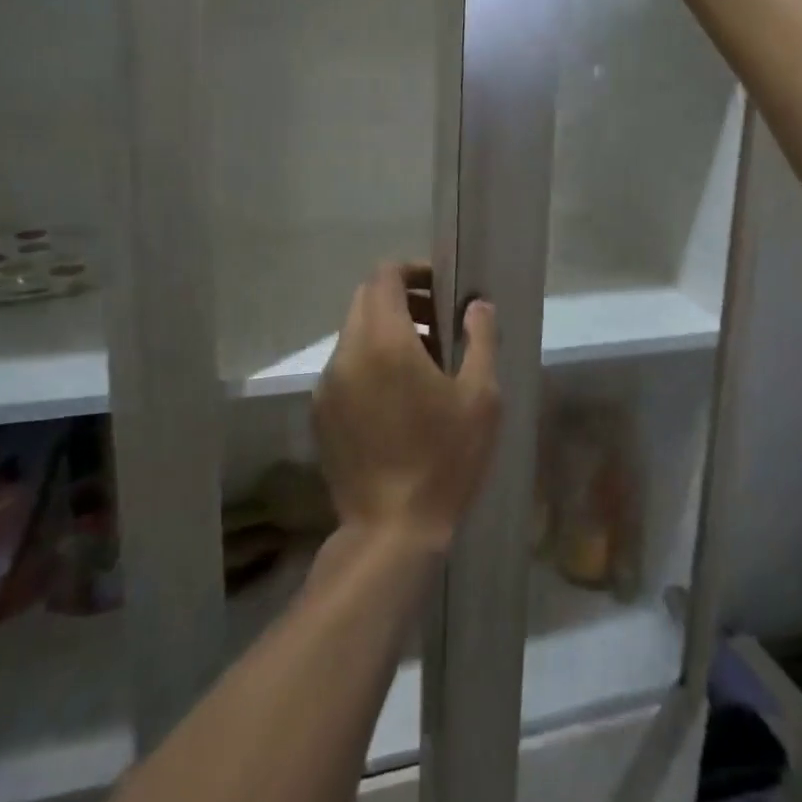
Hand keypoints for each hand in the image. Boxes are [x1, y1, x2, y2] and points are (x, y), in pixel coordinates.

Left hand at [312, 263, 499, 551]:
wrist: (391, 530)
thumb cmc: (445, 459)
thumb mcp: (481, 397)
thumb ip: (480, 338)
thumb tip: (476, 305)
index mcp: (385, 341)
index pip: (384, 276)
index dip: (414, 271)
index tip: (443, 288)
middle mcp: (347, 353)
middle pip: (366, 300)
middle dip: (404, 300)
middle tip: (440, 326)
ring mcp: (328, 384)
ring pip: (355, 333)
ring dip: (388, 331)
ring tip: (425, 364)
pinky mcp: (321, 412)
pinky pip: (346, 366)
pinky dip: (372, 361)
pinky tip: (400, 398)